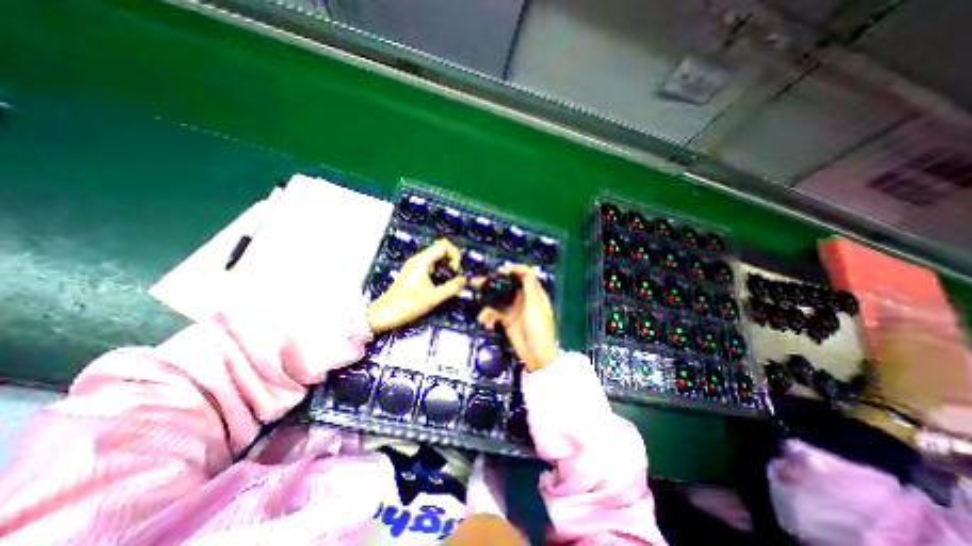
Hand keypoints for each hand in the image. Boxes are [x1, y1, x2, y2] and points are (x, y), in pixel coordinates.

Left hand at [369, 238, 467, 331]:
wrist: (385, 314)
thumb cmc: (408, 305)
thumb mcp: (433, 298)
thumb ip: (451, 288)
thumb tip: (464, 280)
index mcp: (422, 261)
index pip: (444, 245)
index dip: (454, 255)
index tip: (455, 271)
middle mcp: (419, 259)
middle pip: (441, 248)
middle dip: (452, 259)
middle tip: (455, 275)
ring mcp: (415, 265)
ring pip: (436, 256)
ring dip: (447, 265)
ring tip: (451, 279)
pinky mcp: (414, 272)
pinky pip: (431, 264)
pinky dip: (440, 270)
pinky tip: (441, 283)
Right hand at [476, 262, 557, 371]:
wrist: (537, 355)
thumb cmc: (539, 329)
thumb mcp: (536, 306)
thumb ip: (530, 286)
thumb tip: (522, 269)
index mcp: (534, 292)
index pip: (524, 274)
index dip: (512, 270)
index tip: (500, 271)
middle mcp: (523, 298)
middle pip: (506, 285)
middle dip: (491, 285)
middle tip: (476, 283)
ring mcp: (514, 309)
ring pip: (497, 300)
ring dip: (487, 306)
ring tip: (482, 316)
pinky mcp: (506, 320)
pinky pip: (494, 313)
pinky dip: (489, 317)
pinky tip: (488, 324)